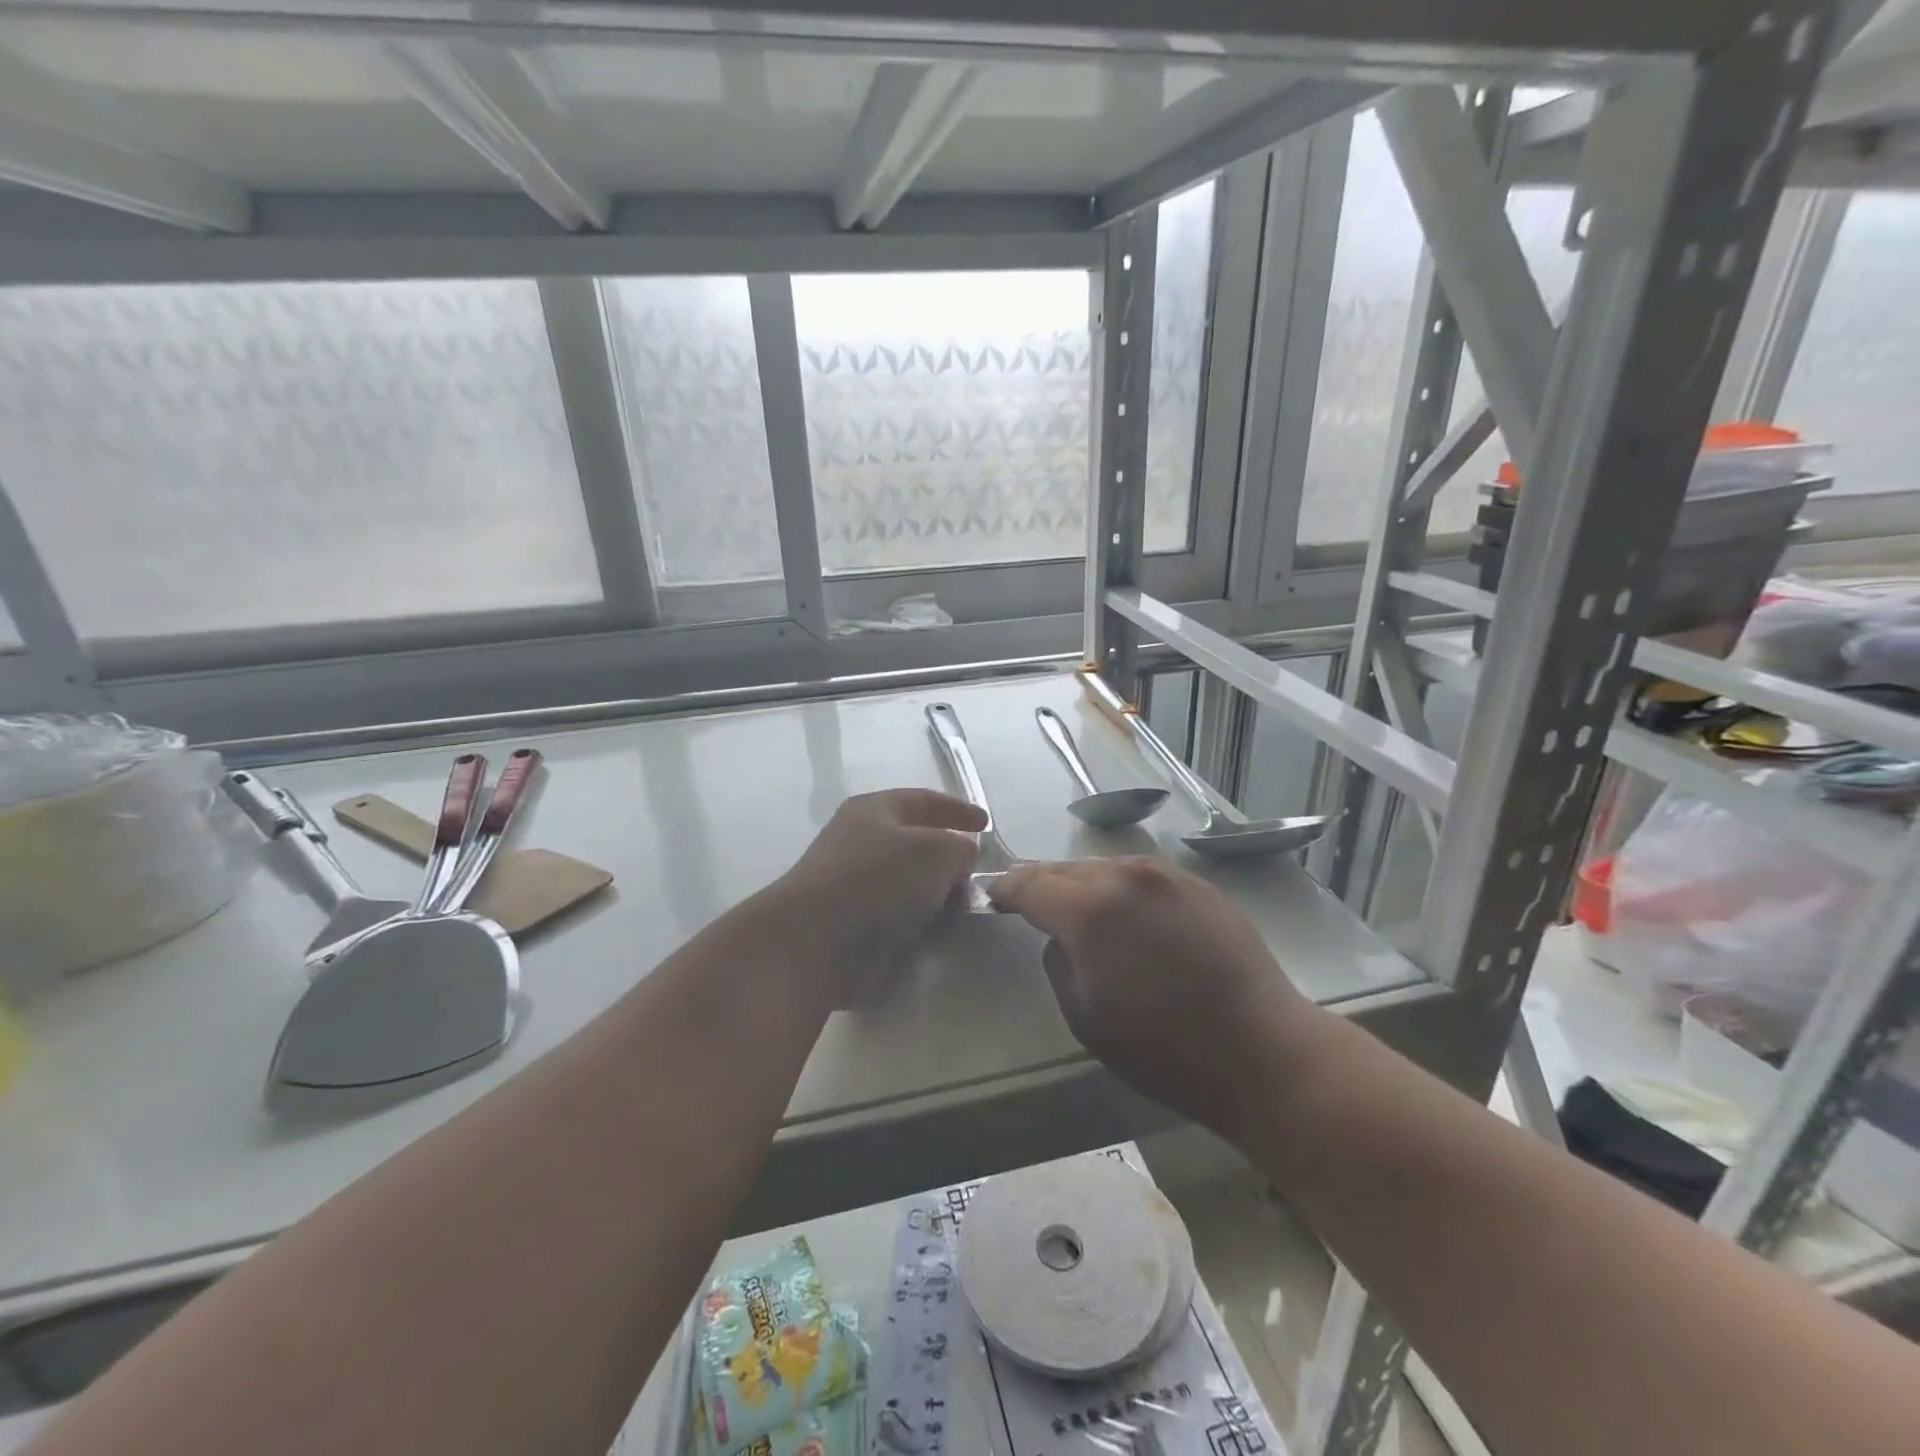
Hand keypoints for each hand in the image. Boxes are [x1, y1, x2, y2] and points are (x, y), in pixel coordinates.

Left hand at [774, 788, 986, 1002]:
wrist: (816, 941)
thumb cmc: (878, 880)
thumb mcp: (936, 851)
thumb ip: (959, 848)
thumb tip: (961, 857)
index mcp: (874, 810)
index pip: (923, 800)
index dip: (957, 809)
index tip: (986, 825)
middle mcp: (858, 840)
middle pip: (913, 841)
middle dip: (947, 855)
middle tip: (978, 873)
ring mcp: (850, 883)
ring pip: (905, 881)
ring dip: (933, 892)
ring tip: (963, 907)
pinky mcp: (849, 922)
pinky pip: (894, 913)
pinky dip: (917, 919)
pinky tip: (936, 931)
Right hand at [990, 858, 1315, 1136]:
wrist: (1263, 1051)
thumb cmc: (1165, 1049)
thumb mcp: (1086, 1017)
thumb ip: (1059, 963)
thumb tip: (1062, 937)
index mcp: (1091, 910)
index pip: (1031, 885)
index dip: (1006, 889)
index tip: (991, 894)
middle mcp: (1127, 877)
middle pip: (1067, 870)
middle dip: (1042, 884)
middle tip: (1026, 898)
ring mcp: (1167, 876)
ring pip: (1106, 868)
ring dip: (1084, 884)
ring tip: (1076, 905)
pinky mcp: (1199, 885)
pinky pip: (1143, 878)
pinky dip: (1122, 889)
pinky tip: (1127, 913)